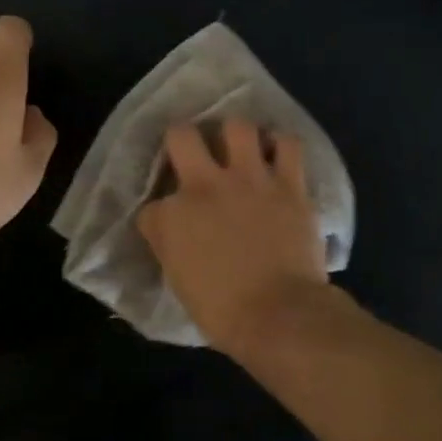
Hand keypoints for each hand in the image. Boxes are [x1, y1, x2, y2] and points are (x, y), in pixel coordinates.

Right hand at [136, 118, 327, 351]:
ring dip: (235, 134)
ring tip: (240, 146)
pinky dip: (281, 145)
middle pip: (180, 135)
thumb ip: (171, 244)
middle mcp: (205, 186)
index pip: (153, 203)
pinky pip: (288, 144)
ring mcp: (250, 179)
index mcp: (172, 216)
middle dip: (181, 139)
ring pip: (237, 125)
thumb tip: (173, 231)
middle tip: (193, 153)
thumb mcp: (178, 280)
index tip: (171, 225)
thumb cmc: (224, 312)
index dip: (161, 213)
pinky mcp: (288, 183)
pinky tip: (277, 153)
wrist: (281, 315)